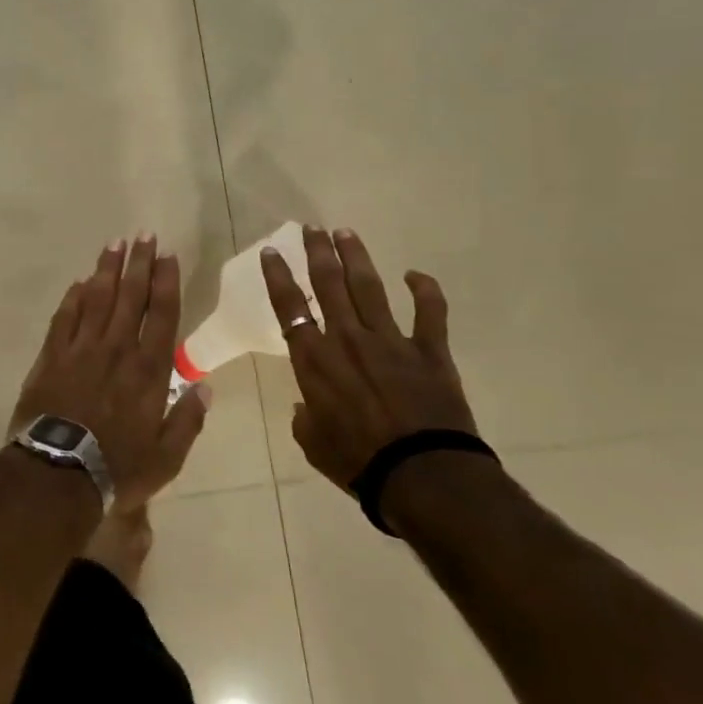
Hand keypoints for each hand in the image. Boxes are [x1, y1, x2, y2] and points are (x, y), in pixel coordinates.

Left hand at [13, 236, 211, 512]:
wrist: (58, 473)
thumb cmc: (118, 468)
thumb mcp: (167, 457)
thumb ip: (188, 420)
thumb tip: (206, 386)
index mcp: (149, 370)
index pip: (161, 314)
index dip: (165, 282)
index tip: (168, 255)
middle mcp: (117, 349)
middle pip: (130, 296)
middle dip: (139, 263)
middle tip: (143, 235)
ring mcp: (81, 349)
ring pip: (96, 299)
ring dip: (106, 270)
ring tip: (114, 244)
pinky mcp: (51, 356)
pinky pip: (64, 318)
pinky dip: (72, 298)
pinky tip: (78, 282)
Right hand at [260, 225, 478, 492]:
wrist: (422, 476)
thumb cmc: (357, 462)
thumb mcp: (313, 444)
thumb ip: (305, 419)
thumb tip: (307, 409)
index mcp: (314, 360)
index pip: (289, 307)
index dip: (278, 276)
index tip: (272, 251)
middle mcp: (348, 339)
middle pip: (329, 284)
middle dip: (318, 252)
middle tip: (312, 228)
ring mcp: (390, 341)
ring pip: (369, 288)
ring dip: (356, 257)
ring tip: (346, 233)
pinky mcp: (429, 351)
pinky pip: (430, 313)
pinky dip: (425, 291)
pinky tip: (415, 274)